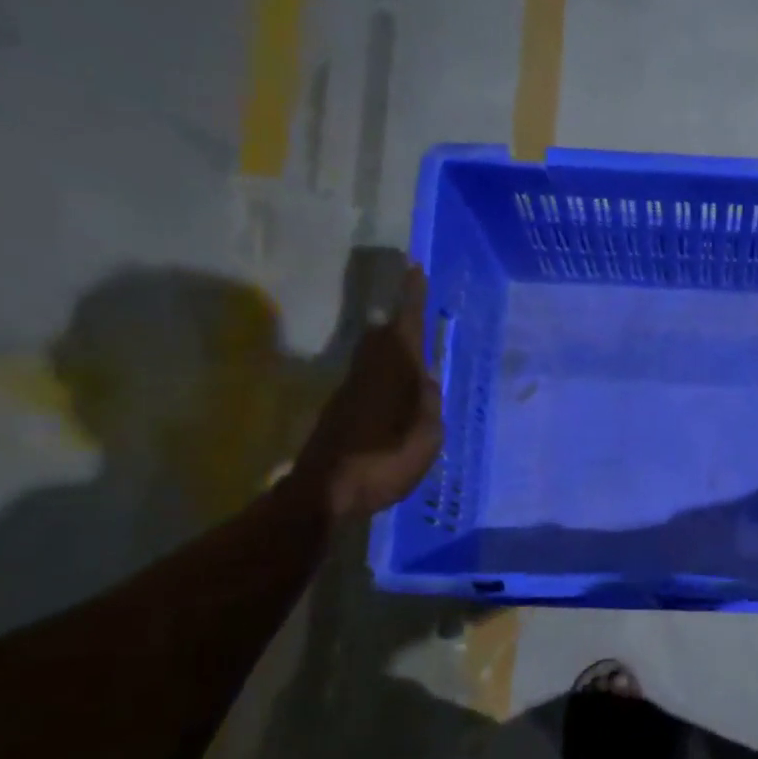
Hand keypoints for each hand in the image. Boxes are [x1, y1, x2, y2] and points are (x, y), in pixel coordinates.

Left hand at [295, 266, 443, 519]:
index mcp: (396, 374)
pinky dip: (385, 374)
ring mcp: (351, 391)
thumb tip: (426, 381)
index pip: (406, 325)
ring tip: (413, 353)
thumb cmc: (386, 460)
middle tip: (417, 311)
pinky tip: (397, 392)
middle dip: (400, 320)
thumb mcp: (427, 435)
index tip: (415, 269)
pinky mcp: (341, 410)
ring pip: (374, 356)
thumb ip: (429, 404)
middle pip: (384, 336)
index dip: (412, 298)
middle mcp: (371, 373)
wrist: (328, 489)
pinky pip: (369, 378)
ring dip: (392, 348)